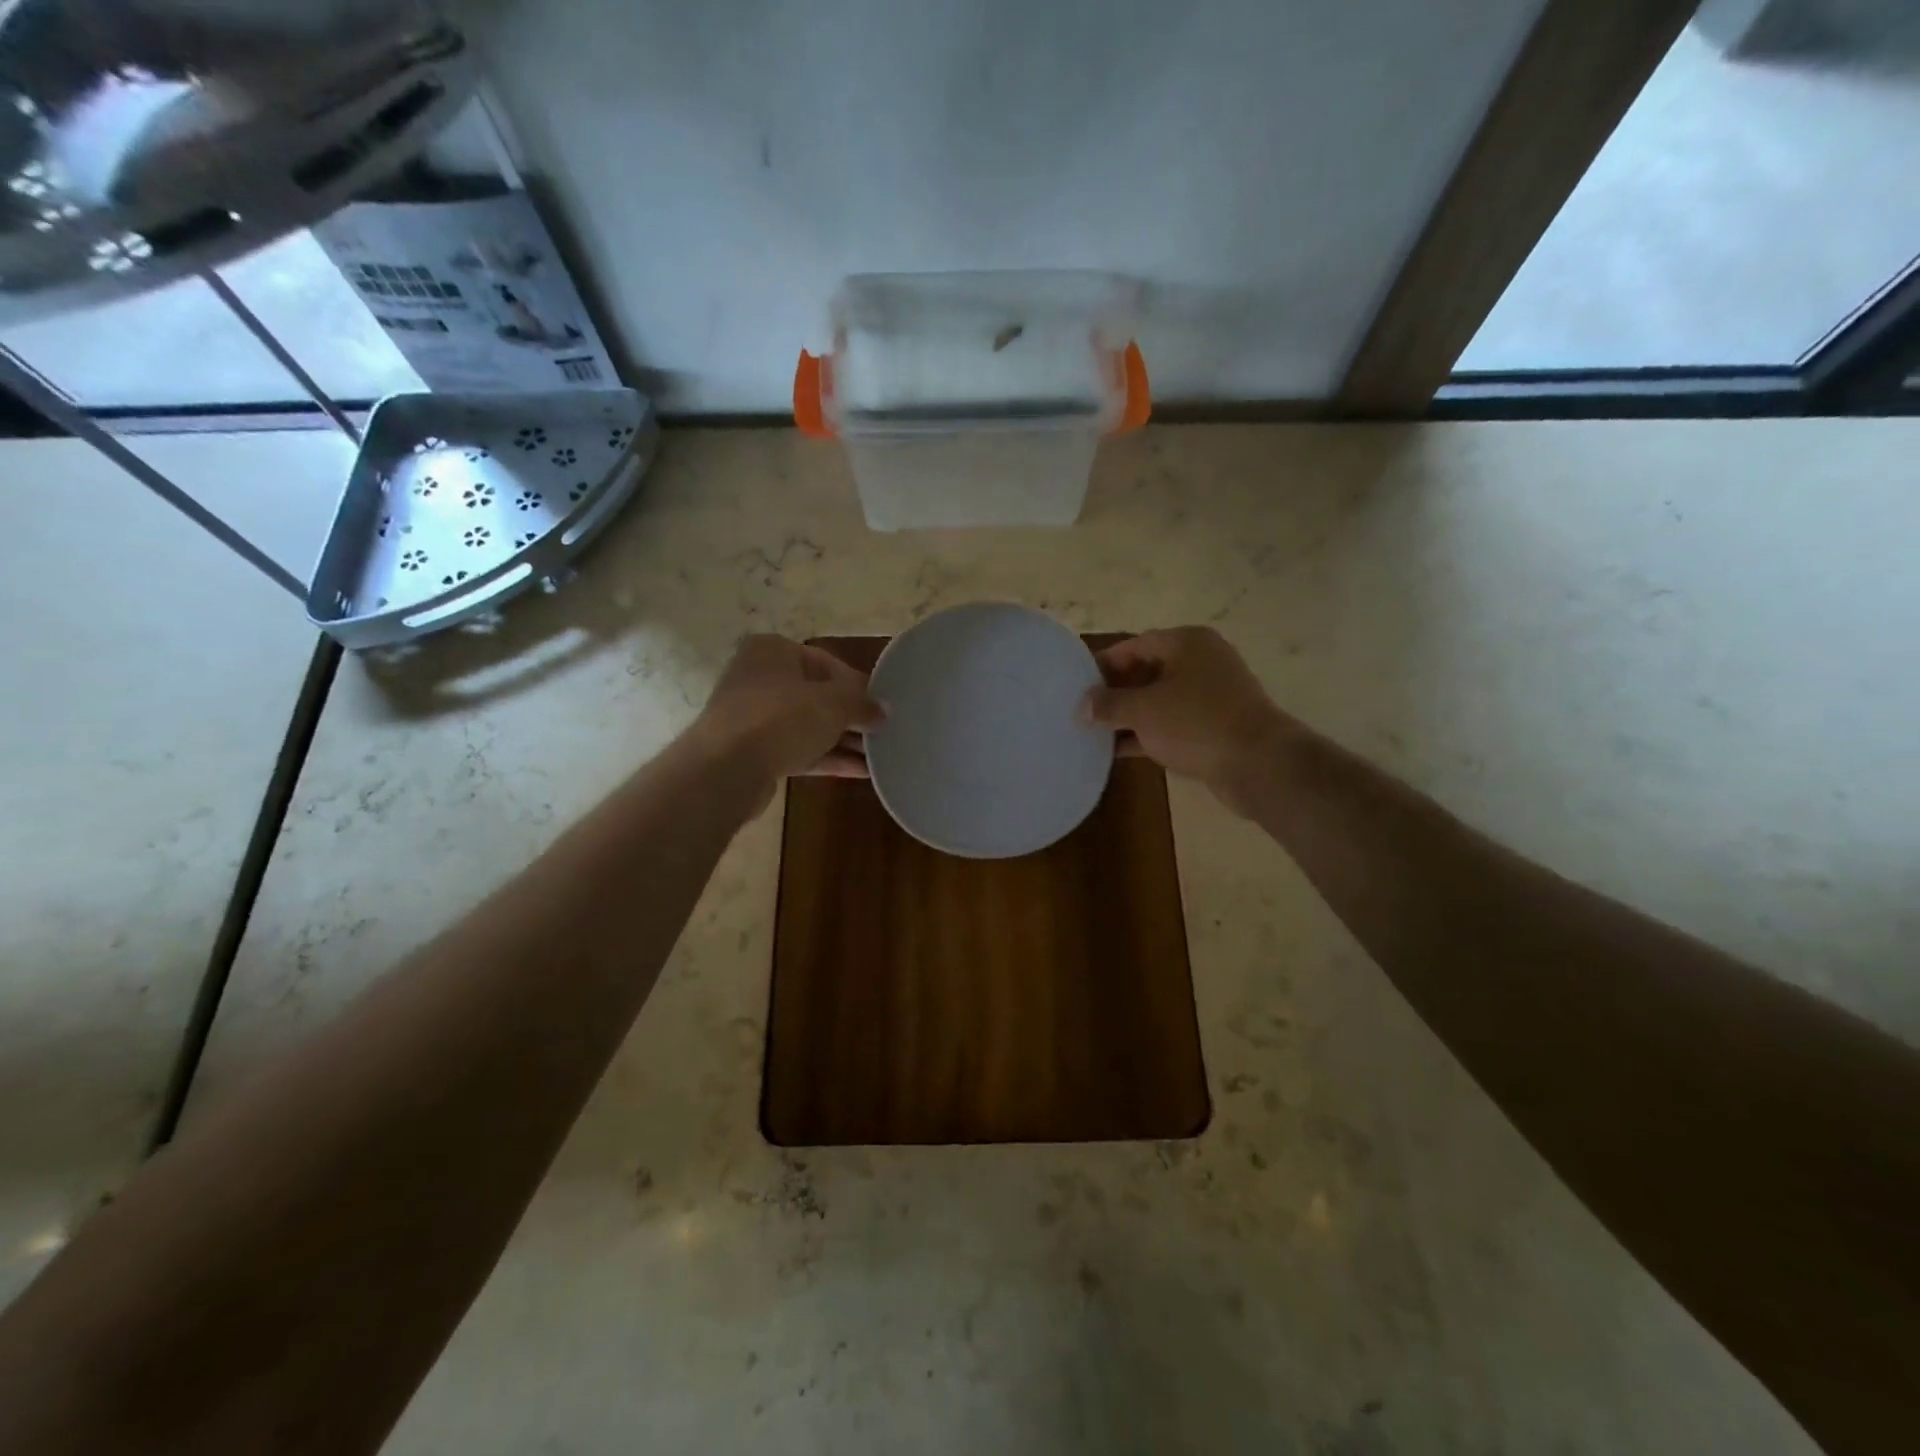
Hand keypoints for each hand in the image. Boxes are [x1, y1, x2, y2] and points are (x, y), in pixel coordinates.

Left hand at [693, 635, 883, 796]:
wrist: (725, 769)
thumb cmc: (782, 718)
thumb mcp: (833, 704)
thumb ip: (862, 704)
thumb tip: (883, 710)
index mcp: (773, 651)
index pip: (827, 663)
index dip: (858, 685)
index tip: (880, 706)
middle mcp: (760, 677)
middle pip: (817, 695)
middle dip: (850, 716)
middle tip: (882, 731)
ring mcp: (754, 717)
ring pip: (808, 725)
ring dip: (842, 740)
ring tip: (879, 754)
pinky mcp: (754, 752)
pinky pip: (798, 750)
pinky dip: (827, 758)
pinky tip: (860, 771)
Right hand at [1084, 627, 1291, 814]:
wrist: (1258, 763)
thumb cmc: (1196, 723)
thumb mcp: (1143, 711)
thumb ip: (1109, 704)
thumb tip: (1084, 704)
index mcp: (1187, 643)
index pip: (1135, 644)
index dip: (1104, 663)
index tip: (1077, 684)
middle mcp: (1202, 661)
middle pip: (1148, 670)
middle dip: (1116, 691)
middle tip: (1084, 710)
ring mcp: (1212, 695)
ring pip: (1160, 700)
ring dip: (1130, 716)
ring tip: (1094, 732)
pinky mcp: (1215, 726)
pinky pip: (1173, 724)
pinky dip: (1148, 734)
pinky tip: (1119, 751)